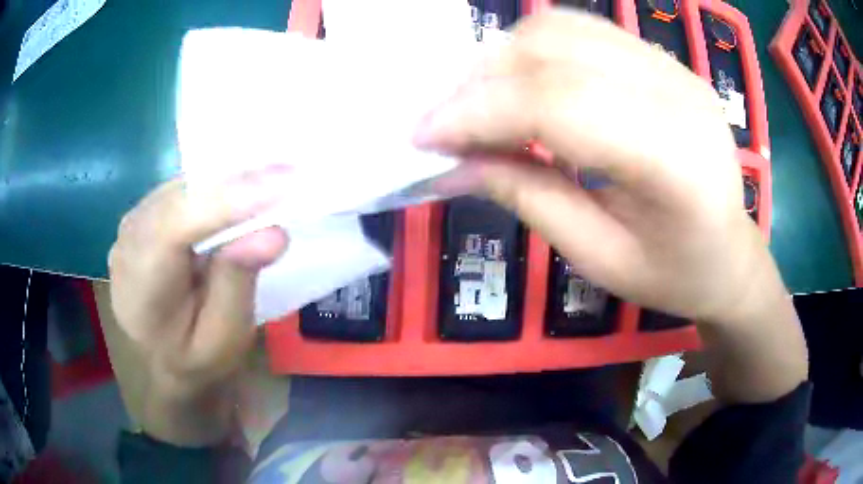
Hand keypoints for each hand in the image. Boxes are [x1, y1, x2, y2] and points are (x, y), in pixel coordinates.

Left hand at [107, 168, 288, 444]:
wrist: (162, 358)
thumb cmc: (194, 357)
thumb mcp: (222, 339)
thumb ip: (237, 286)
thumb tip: (272, 233)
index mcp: (139, 287)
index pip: (174, 227)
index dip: (225, 202)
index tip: (284, 185)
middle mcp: (128, 244)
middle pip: (178, 197)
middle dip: (235, 183)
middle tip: (291, 173)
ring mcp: (132, 224)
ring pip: (181, 185)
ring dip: (227, 178)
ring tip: (276, 176)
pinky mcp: (144, 214)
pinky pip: (180, 188)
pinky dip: (214, 183)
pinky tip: (244, 185)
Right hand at [415, 10, 806, 402]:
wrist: (732, 254)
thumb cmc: (675, 275)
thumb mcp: (599, 258)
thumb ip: (528, 199)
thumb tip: (454, 163)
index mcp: (675, 161)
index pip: (559, 105)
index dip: (479, 112)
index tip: (425, 137)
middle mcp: (679, 94)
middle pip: (556, 51)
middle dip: (481, 80)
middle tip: (444, 121)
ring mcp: (674, 67)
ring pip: (563, 28)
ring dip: (502, 57)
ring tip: (476, 101)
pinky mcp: (664, 60)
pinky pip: (583, 29)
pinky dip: (533, 48)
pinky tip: (518, 82)